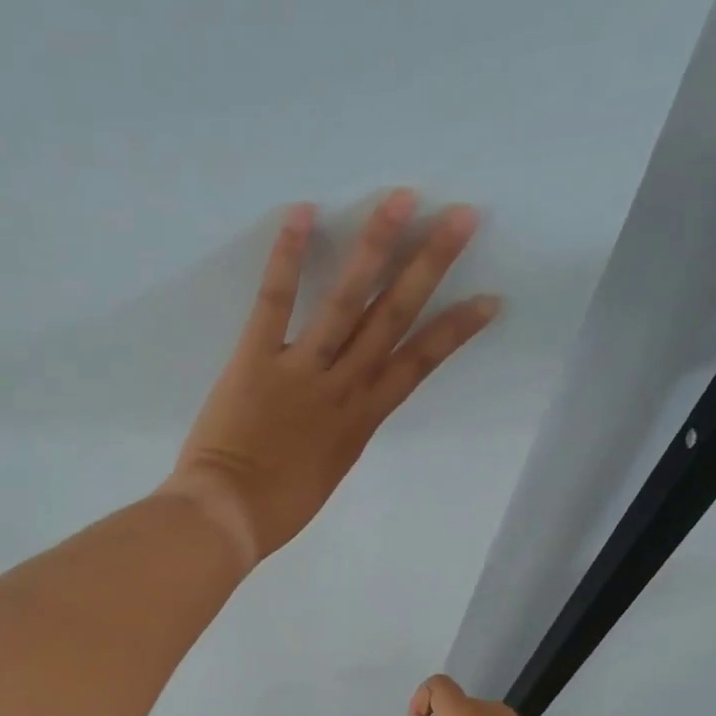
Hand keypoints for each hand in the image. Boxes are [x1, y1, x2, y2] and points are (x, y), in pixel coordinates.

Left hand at [162, 191, 499, 565]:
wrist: (227, 517)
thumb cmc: (276, 509)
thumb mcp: (327, 473)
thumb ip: (341, 435)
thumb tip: (345, 410)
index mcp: (361, 420)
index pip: (419, 364)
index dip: (456, 330)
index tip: (488, 299)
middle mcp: (342, 386)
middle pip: (393, 317)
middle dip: (430, 265)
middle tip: (461, 215)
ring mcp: (301, 369)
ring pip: (347, 300)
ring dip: (377, 247)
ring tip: (401, 198)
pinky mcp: (255, 358)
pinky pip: (275, 301)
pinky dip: (288, 256)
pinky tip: (303, 212)